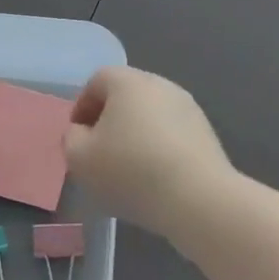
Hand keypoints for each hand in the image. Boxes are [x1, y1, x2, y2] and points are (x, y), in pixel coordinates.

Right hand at [64, 66, 230, 234]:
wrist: (198, 198)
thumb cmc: (131, 171)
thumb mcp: (80, 158)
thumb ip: (72, 139)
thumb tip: (83, 132)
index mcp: (128, 81)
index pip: (97, 81)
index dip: (82, 106)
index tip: (78, 136)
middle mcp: (160, 84)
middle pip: (126, 95)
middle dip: (109, 120)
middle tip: (100, 152)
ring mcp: (188, 107)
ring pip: (151, 115)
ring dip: (136, 135)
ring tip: (128, 169)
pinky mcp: (206, 133)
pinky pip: (172, 134)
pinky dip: (159, 148)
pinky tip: (155, 178)